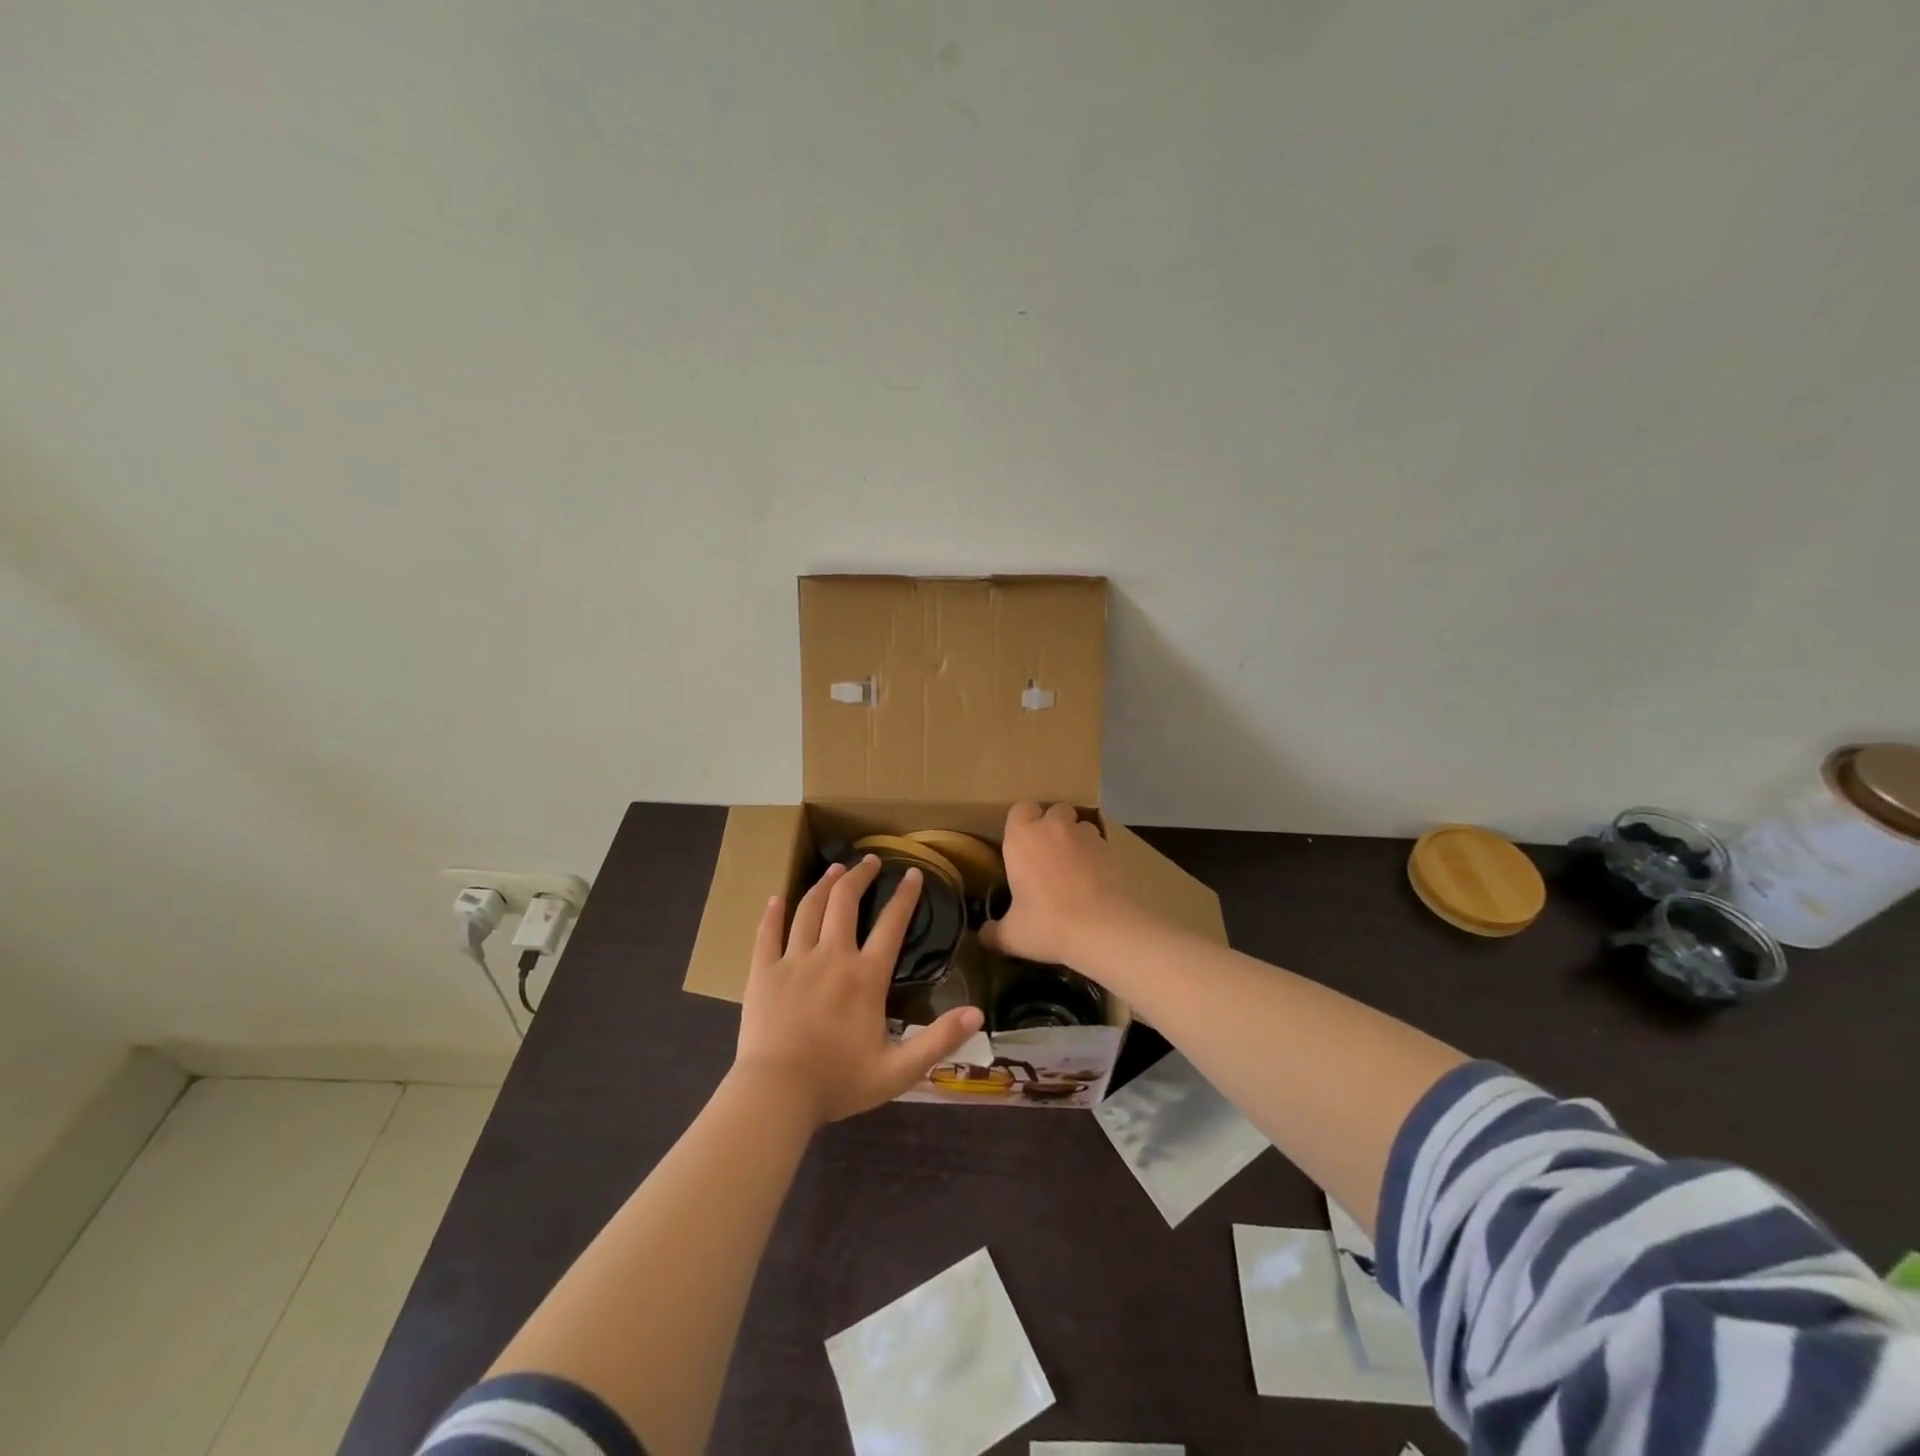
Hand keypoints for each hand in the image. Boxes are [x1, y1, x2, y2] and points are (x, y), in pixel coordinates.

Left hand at [733, 855, 984, 1125]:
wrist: (776, 1095)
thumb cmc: (838, 1082)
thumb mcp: (898, 1070)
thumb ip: (939, 1040)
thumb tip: (978, 1014)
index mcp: (865, 977)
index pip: (891, 925)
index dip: (905, 897)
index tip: (913, 874)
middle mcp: (831, 957)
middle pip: (845, 902)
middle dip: (860, 876)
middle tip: (870, 860)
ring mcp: (794, 961)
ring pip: (809, 909)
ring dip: (824, 884)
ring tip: (834, 869)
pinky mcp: (763, 972)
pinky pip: (768, 933)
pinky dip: (773, 912)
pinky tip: (777, 898)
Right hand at [979, 802, 1141, 969]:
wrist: (1104, 929)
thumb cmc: (1048, 925)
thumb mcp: (1012, 936)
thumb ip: (994, 932)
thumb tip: (983, 935)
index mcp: (1022, 838)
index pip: (1019, 809)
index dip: (1022, 823)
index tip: (1021, 845)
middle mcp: (1053, 827)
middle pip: (1054, 810)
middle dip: (1052, 825)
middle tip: (1047, 855)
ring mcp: (1086, 835)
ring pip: (1079, 825)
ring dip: (1076, 838)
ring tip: (1074, 867)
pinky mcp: (1111, 848)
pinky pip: (1099, 843)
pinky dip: (1095, 855)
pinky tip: (1094, 880)